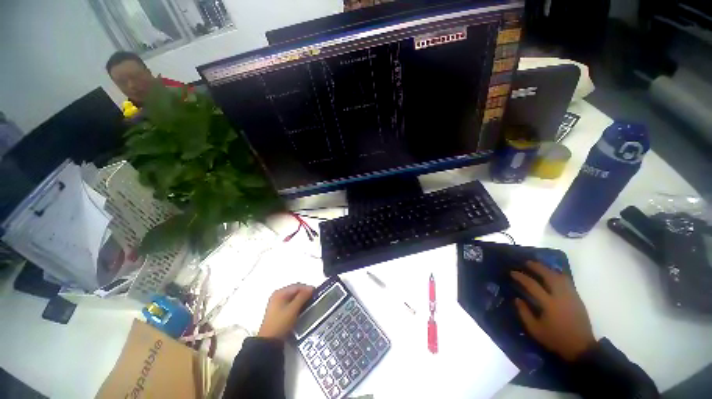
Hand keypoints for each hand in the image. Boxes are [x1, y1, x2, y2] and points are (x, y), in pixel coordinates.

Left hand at [258, 283, 313, 339]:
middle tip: (313, 298)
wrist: (269, 341)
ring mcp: (276, 302)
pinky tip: (301, 308)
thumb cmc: (281, 322)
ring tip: (309, 303)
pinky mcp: (277, 310)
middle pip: (295, 290)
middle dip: (304, 293)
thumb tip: (311, 288)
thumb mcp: (293, 309)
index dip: (307, 288)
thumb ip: (303, 297)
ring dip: (301, 299)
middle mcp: (277, 295)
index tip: (316, 293)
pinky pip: (290, 302)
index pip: (297, 286)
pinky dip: (296, 304)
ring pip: (293, 297)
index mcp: (280, 292)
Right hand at [511, 261, 595, 361]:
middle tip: (527, 262)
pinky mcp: (577, 299)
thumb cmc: (556, 339)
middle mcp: (561, 296)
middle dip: (537, 267)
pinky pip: (567, 282)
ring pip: (560, 277)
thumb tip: (517, 299)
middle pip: (549, 276)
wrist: (581, 348)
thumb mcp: (535, 330)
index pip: (532, 285)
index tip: (513, 272)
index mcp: (549, 304)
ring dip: (548, 269)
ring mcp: (571, 296)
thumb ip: (524, 313)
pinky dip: (558, 275)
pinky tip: (553, 274)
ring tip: (540, 266)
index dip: (521, 277)